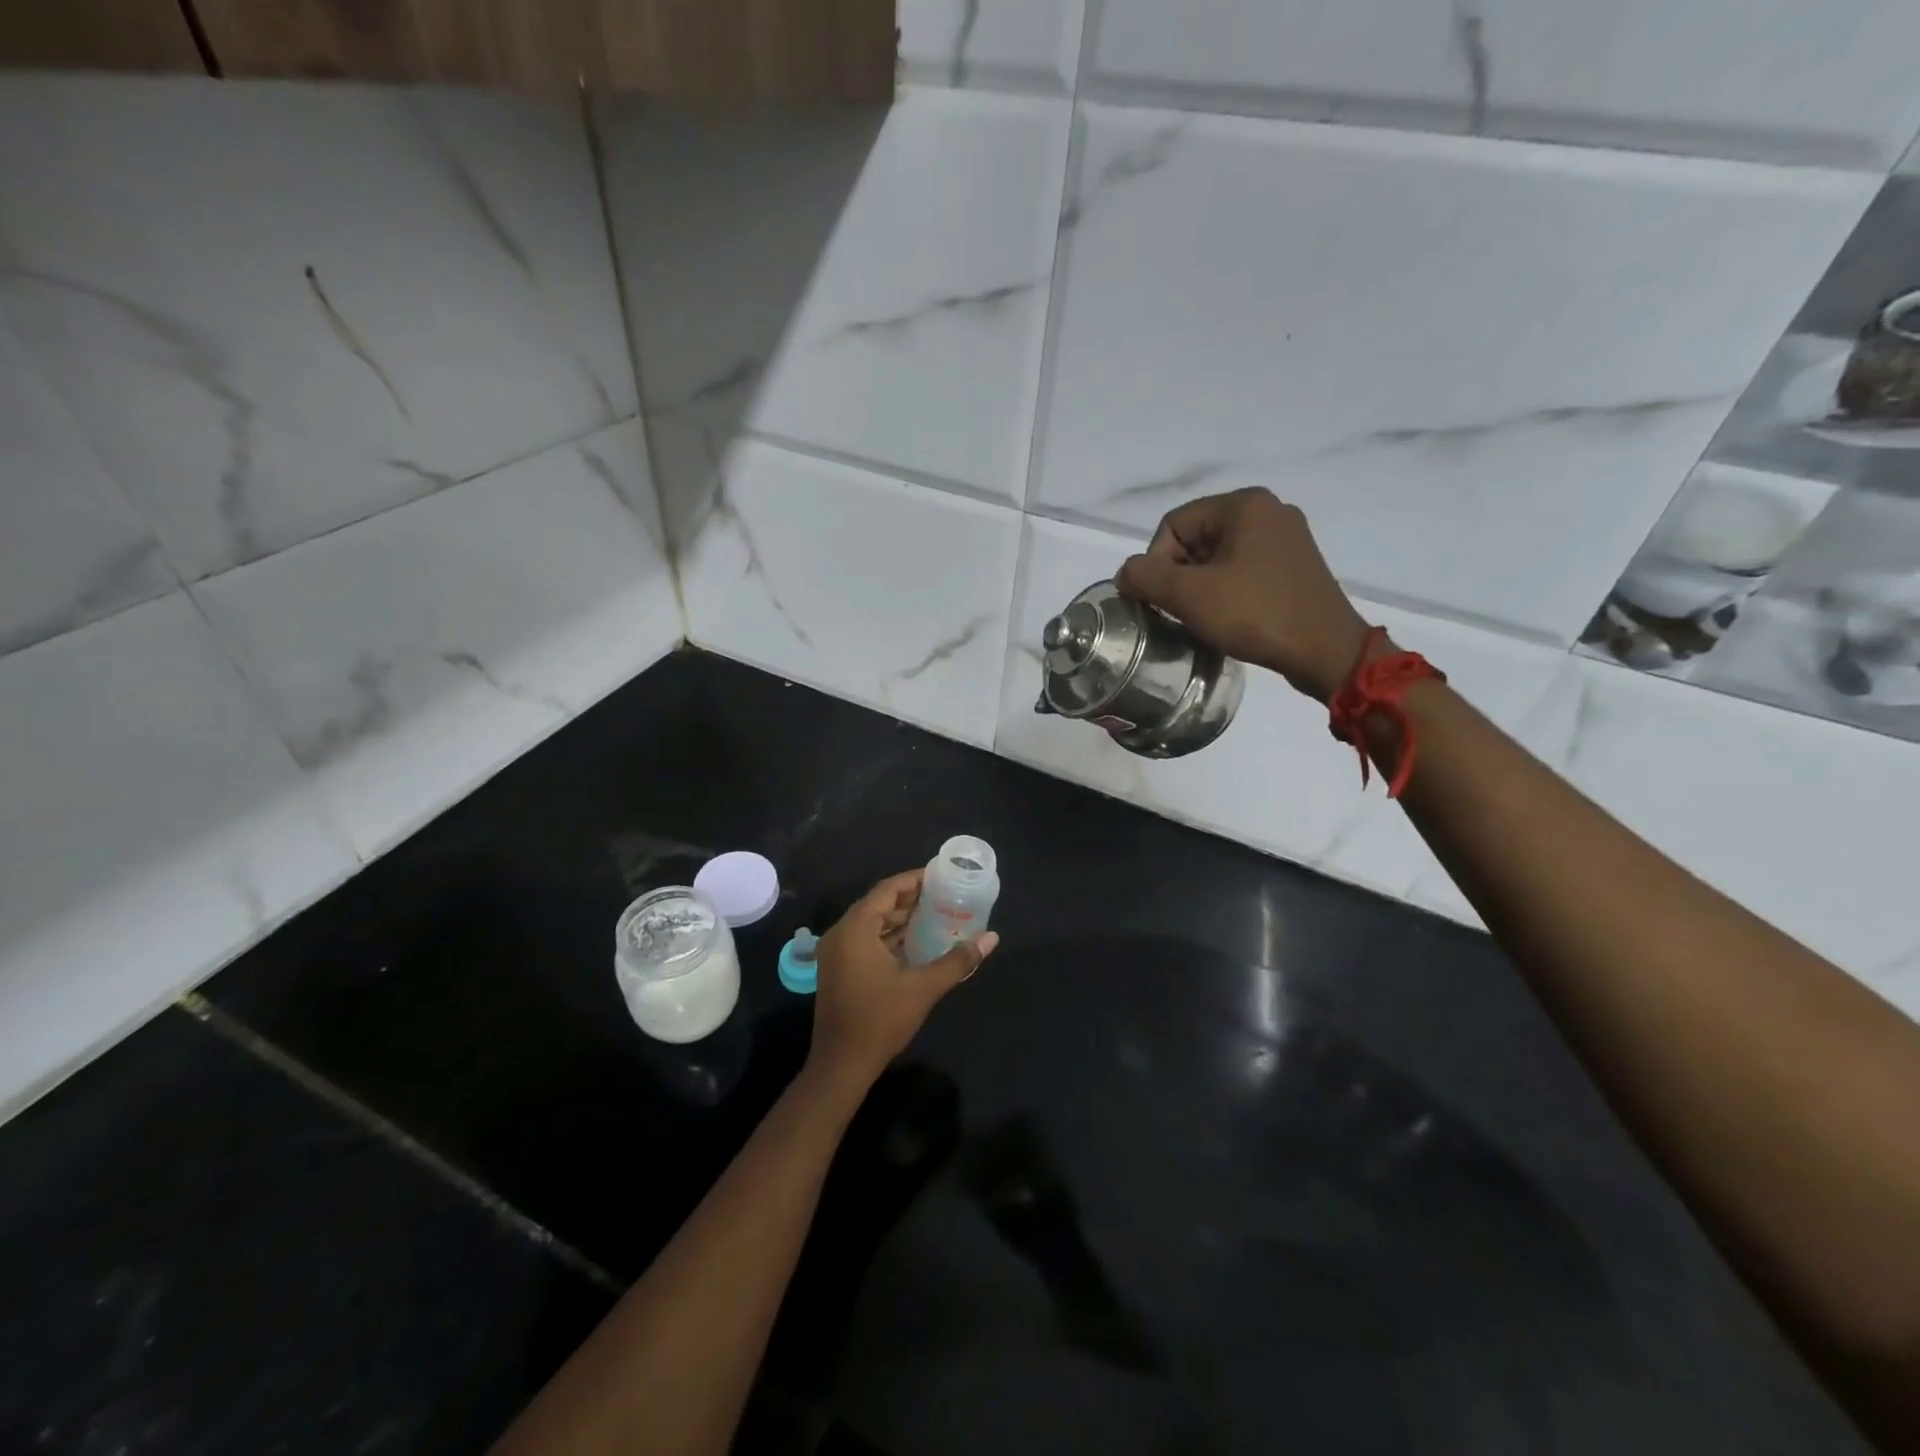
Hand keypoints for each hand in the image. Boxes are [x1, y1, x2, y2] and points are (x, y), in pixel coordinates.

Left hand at [806, 870, 997, 1092]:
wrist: (842, 1065)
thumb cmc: (881, 1020)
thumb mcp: (924, 987)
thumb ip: (958, 960)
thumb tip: (991, 938)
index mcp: (855, 928)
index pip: (887, 890)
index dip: (914, 880)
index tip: (940, 877)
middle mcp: (840, 933)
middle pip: (877, 904)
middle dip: (910, 898)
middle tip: (942, 895)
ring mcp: (835, 953)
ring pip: (870, 923)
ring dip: (899, 918)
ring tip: (934, 915)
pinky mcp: (837, 969)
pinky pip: (864, 939)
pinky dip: (887, 936)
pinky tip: (913, 942)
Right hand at [1115, 488, 1372, 703]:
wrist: (1326, 651)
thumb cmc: (1256, 614)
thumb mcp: (1189, 596)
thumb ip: (1145, 577)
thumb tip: (1126, 574)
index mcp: (1244, 505)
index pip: (1172, 524)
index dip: (1156, 563)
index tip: (1163, 601)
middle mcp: (1268, 510)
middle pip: (1195, 538)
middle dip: (1179, 575)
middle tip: (1180, 612)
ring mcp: (1286, 537)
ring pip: (1218, 556)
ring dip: (1200, 586)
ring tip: (1203, 618)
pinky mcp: (1295, 565)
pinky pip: (1243, 569)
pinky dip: (1226, 591)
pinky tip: (1228, 617)